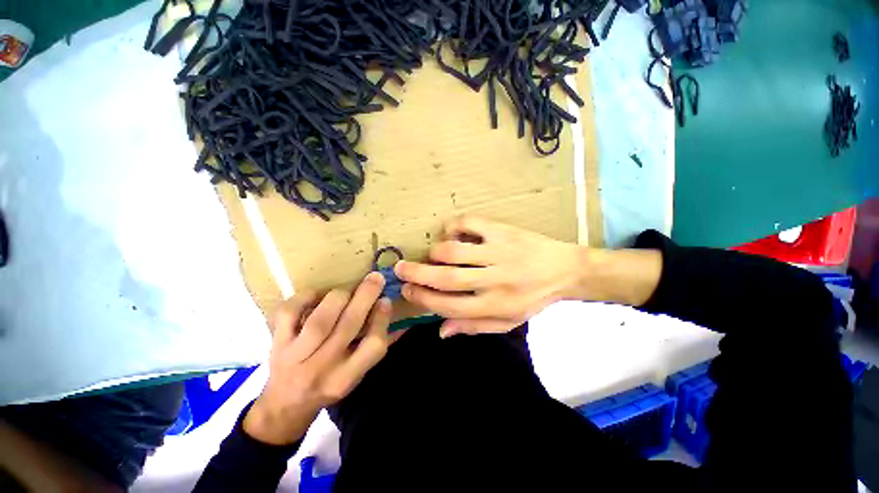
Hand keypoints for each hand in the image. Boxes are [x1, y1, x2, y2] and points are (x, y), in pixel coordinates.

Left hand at [243, 273, 391, 444]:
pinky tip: (317, 294)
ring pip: (320, 319)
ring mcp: (295, 355)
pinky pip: (288, 313)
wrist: (284, 405)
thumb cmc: (328, 386)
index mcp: (346, 377)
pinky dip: (304, 297)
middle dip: (365, 297)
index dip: (382, 320)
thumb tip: (403, 322)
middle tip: (376, 278)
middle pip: (348, 326)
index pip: (372, 346)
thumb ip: (376, 348)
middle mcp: (321, 368)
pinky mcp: (277, 343)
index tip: (385, 301)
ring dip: (339, 297)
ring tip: (348, 290)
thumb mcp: (356, 375)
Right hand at [394, 217, 586, 336]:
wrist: (565, 270)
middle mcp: (494, 280)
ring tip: (434, 254)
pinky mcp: (503, 231)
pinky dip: (453, 226)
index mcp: (495, 306)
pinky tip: (452, 233)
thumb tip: (441, 331)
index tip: (407, 291)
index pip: (448, 306)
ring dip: (435, 252)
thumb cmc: (533, 298)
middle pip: (445, 278)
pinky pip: (469, 223)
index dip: (422, 299)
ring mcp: (498, 252)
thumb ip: (473, 327)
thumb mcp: (507, 321)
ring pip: (453, 251)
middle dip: (416, 274)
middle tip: (400, 269)